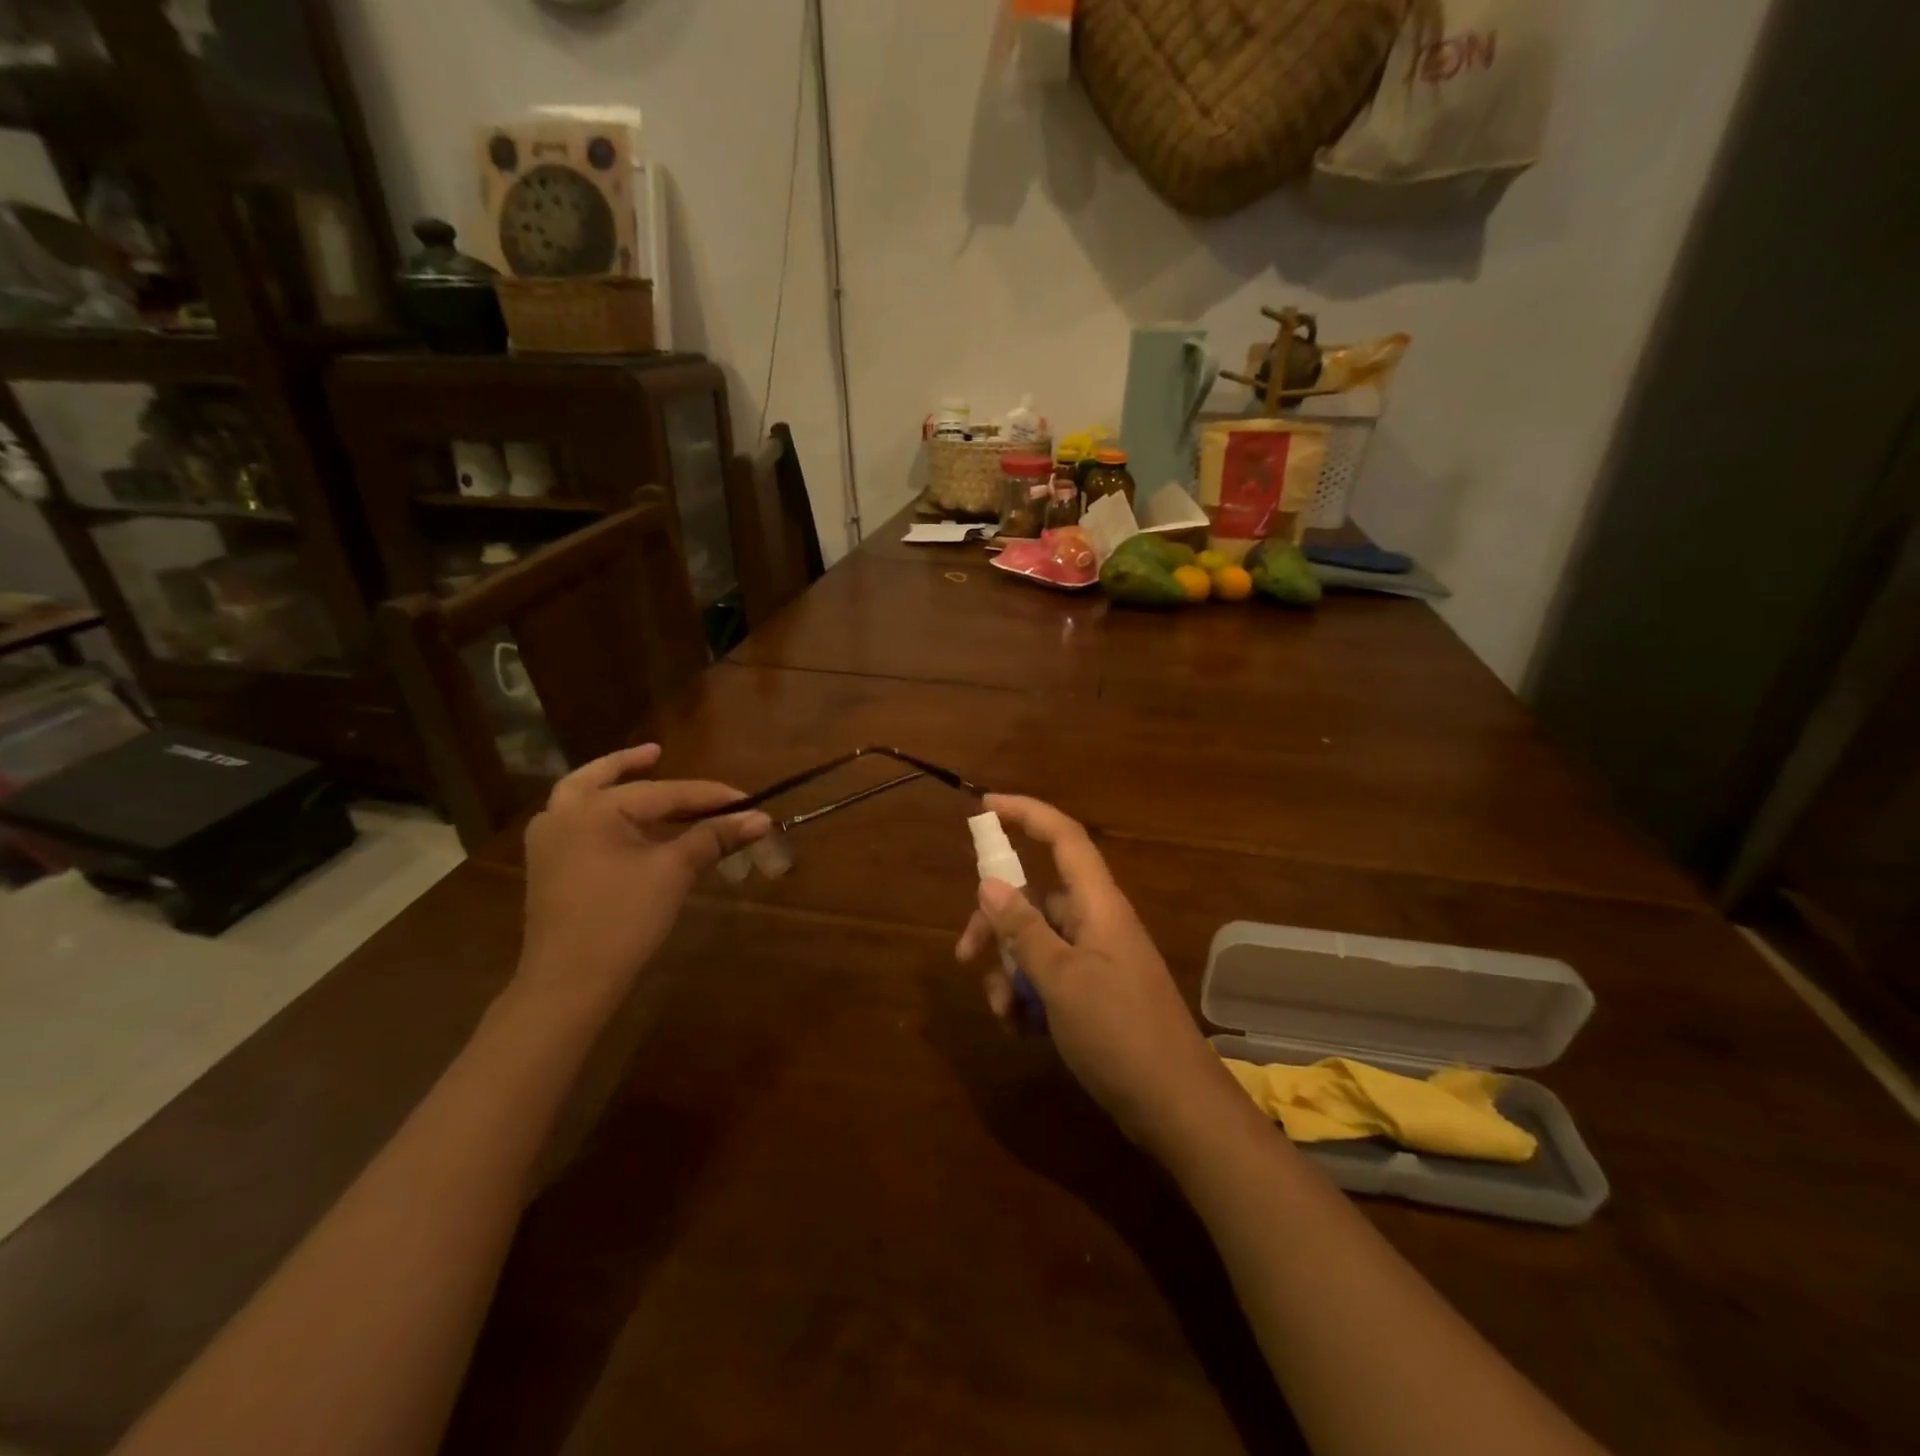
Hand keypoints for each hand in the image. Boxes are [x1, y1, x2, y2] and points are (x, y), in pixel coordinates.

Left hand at [517, 744, 770, 1014]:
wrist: (569, 984)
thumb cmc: (623, 920)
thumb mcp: (673, 873)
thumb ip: (714, 838)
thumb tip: (761, 819)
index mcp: (593, 809)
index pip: (663, 793)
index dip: (709, 796)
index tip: (747, 800)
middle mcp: (562, 816)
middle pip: (601, 777)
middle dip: (631, 764)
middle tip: (658, 752)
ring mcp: (548, 843)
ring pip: (579, 797)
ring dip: (609, 783)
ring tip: (636, 774)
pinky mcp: (548, 868)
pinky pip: (576, 823)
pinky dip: (600, 811)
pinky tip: (621, 822)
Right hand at [955, 794, 1240, 1154]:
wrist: (1175, 1106)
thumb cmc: (1119, 1032)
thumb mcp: (1061, 980)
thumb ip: (1023, 930)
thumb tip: (989, 884)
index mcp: (1097, 905)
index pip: (1062, 837)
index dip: (1026, 813)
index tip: (984, 807)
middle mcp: (1096, 922)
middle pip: (1035, 898)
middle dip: (995, 923)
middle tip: (964, 956)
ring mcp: (1097, 959)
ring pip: (1036, 943)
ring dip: (1009, 971)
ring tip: (1002, 1012)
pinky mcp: (1095, 993)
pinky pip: (1050, 977)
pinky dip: (1029, 996)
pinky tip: (1020, 1030)